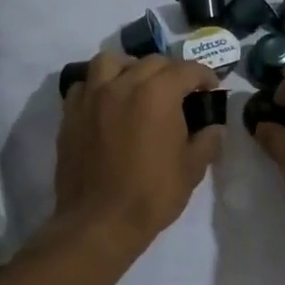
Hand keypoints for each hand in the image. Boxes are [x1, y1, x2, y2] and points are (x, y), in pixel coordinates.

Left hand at [54, 53, 219, 251]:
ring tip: (137, 85)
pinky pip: (84, 85)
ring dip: (129, 67)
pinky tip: (107, 104)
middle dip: (171, 72)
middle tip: (180, 92)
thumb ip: (207, 141)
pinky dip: (98, 86)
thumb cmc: (152, 194)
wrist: (100, 222)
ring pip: (110, 61)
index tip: (211, 88)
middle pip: (151, 62)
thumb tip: (214, 128)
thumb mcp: (192, 169)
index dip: (204, 76)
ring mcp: (92, 97)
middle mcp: (123, 84)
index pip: (187, 69)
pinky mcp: (71, 114)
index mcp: (158, 94)